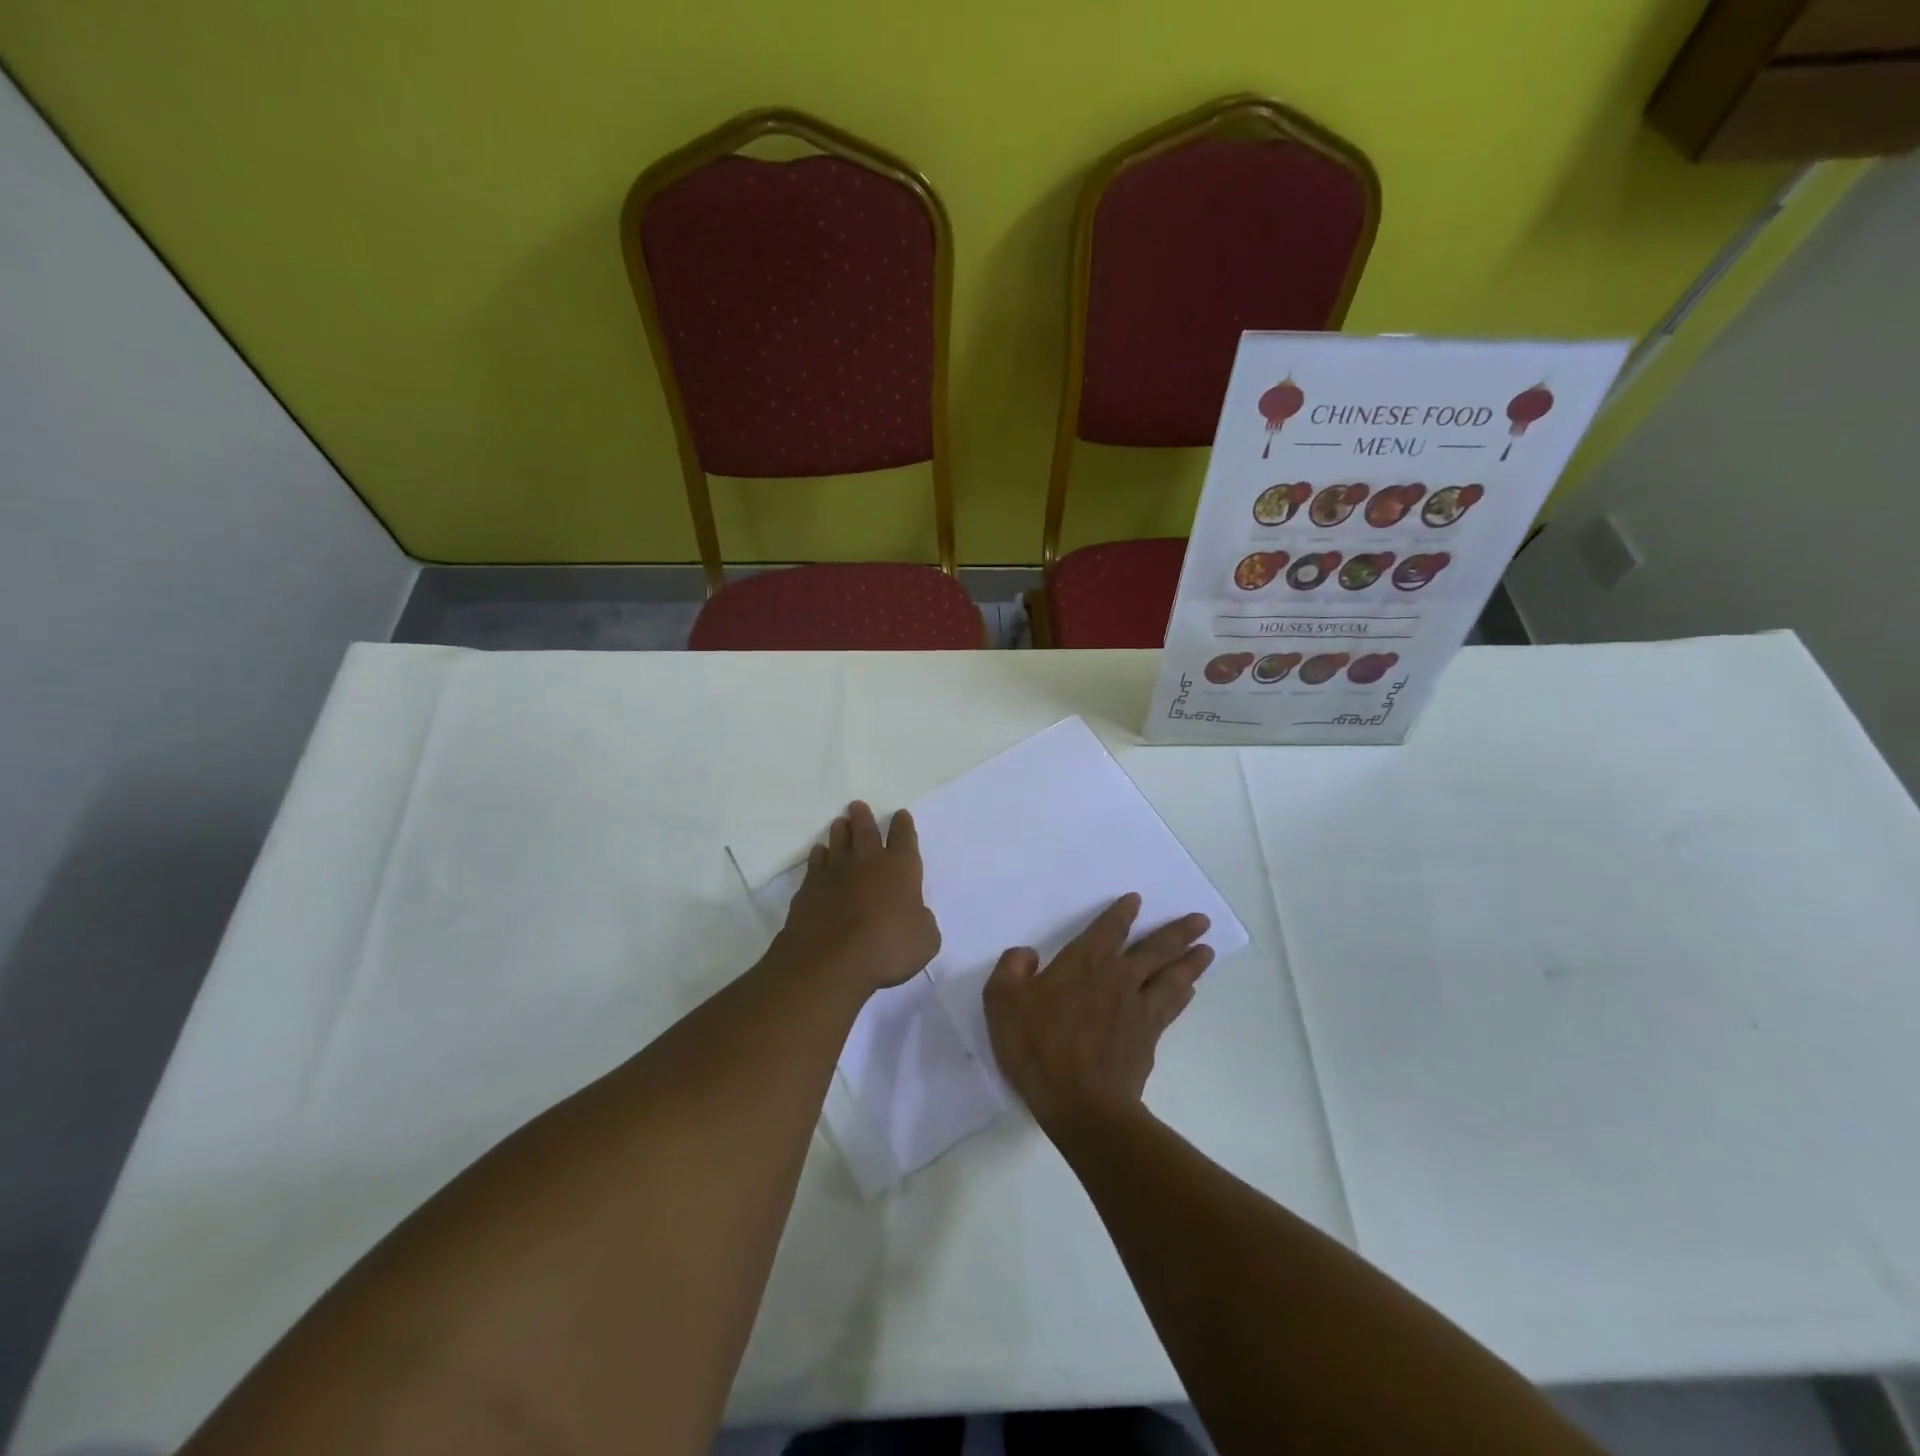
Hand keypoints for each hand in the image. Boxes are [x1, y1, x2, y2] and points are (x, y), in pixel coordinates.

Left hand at [772, 802, 940, 993]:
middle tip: (857, 805)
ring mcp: (835, 873)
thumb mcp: (924, 940)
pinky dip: (819, 856)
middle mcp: (868, 863)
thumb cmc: (888, 948)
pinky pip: (816, 864)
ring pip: (838, 842)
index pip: (904, 838)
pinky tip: (819, 853)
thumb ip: (923, 922)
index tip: (901, 815)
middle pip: (866, 831)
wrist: (832, 960)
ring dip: (840, 831)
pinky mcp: (810, 888)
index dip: (903, 825)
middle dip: (864, 817)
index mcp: (901, 869)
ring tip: (840, 822)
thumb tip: (915, 915)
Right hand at [984, 894, 1211, 1135]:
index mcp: (1085, 963)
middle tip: (1202, 919)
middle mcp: (1118, 978)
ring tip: (1208, 950)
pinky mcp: (1149, 1038)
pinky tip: (1189, 991)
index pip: (1109, 928)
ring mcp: (1138, 1009)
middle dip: (1179, 932)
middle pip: (1156, 948)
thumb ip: (1011, 969)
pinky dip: (1182, 995)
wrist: (1082, 1104)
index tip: (1137, 900)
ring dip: (1191, 961)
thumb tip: (1026, 954)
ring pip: (1171, 976)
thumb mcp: (1002, 1002)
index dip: (1123, 912)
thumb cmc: (1039, 1047)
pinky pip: (1170, 1007)